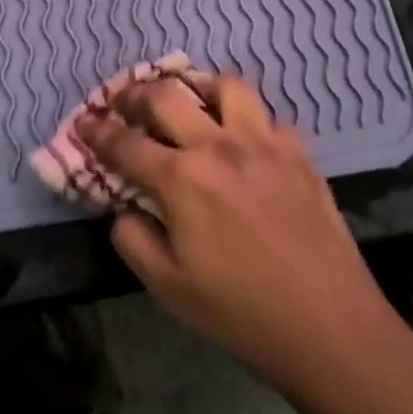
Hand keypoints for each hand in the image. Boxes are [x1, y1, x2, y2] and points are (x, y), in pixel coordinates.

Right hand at [77, 74, 401, 395]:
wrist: (329, 326)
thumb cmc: (240, 313)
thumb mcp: (168, 287)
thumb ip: (134, 239)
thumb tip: (125, 209)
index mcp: (182, 178)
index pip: (126, 144)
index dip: (97, 132)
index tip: (83, 123)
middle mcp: (220, 146)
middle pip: (168, 97)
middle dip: (136, 94)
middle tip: (125, 103)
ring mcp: (265, 144)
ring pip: (226, 87)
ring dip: (199, 88)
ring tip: (191, 102)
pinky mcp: (300, 153)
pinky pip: (269, 118)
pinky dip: (249, 120)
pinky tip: (246, 141)